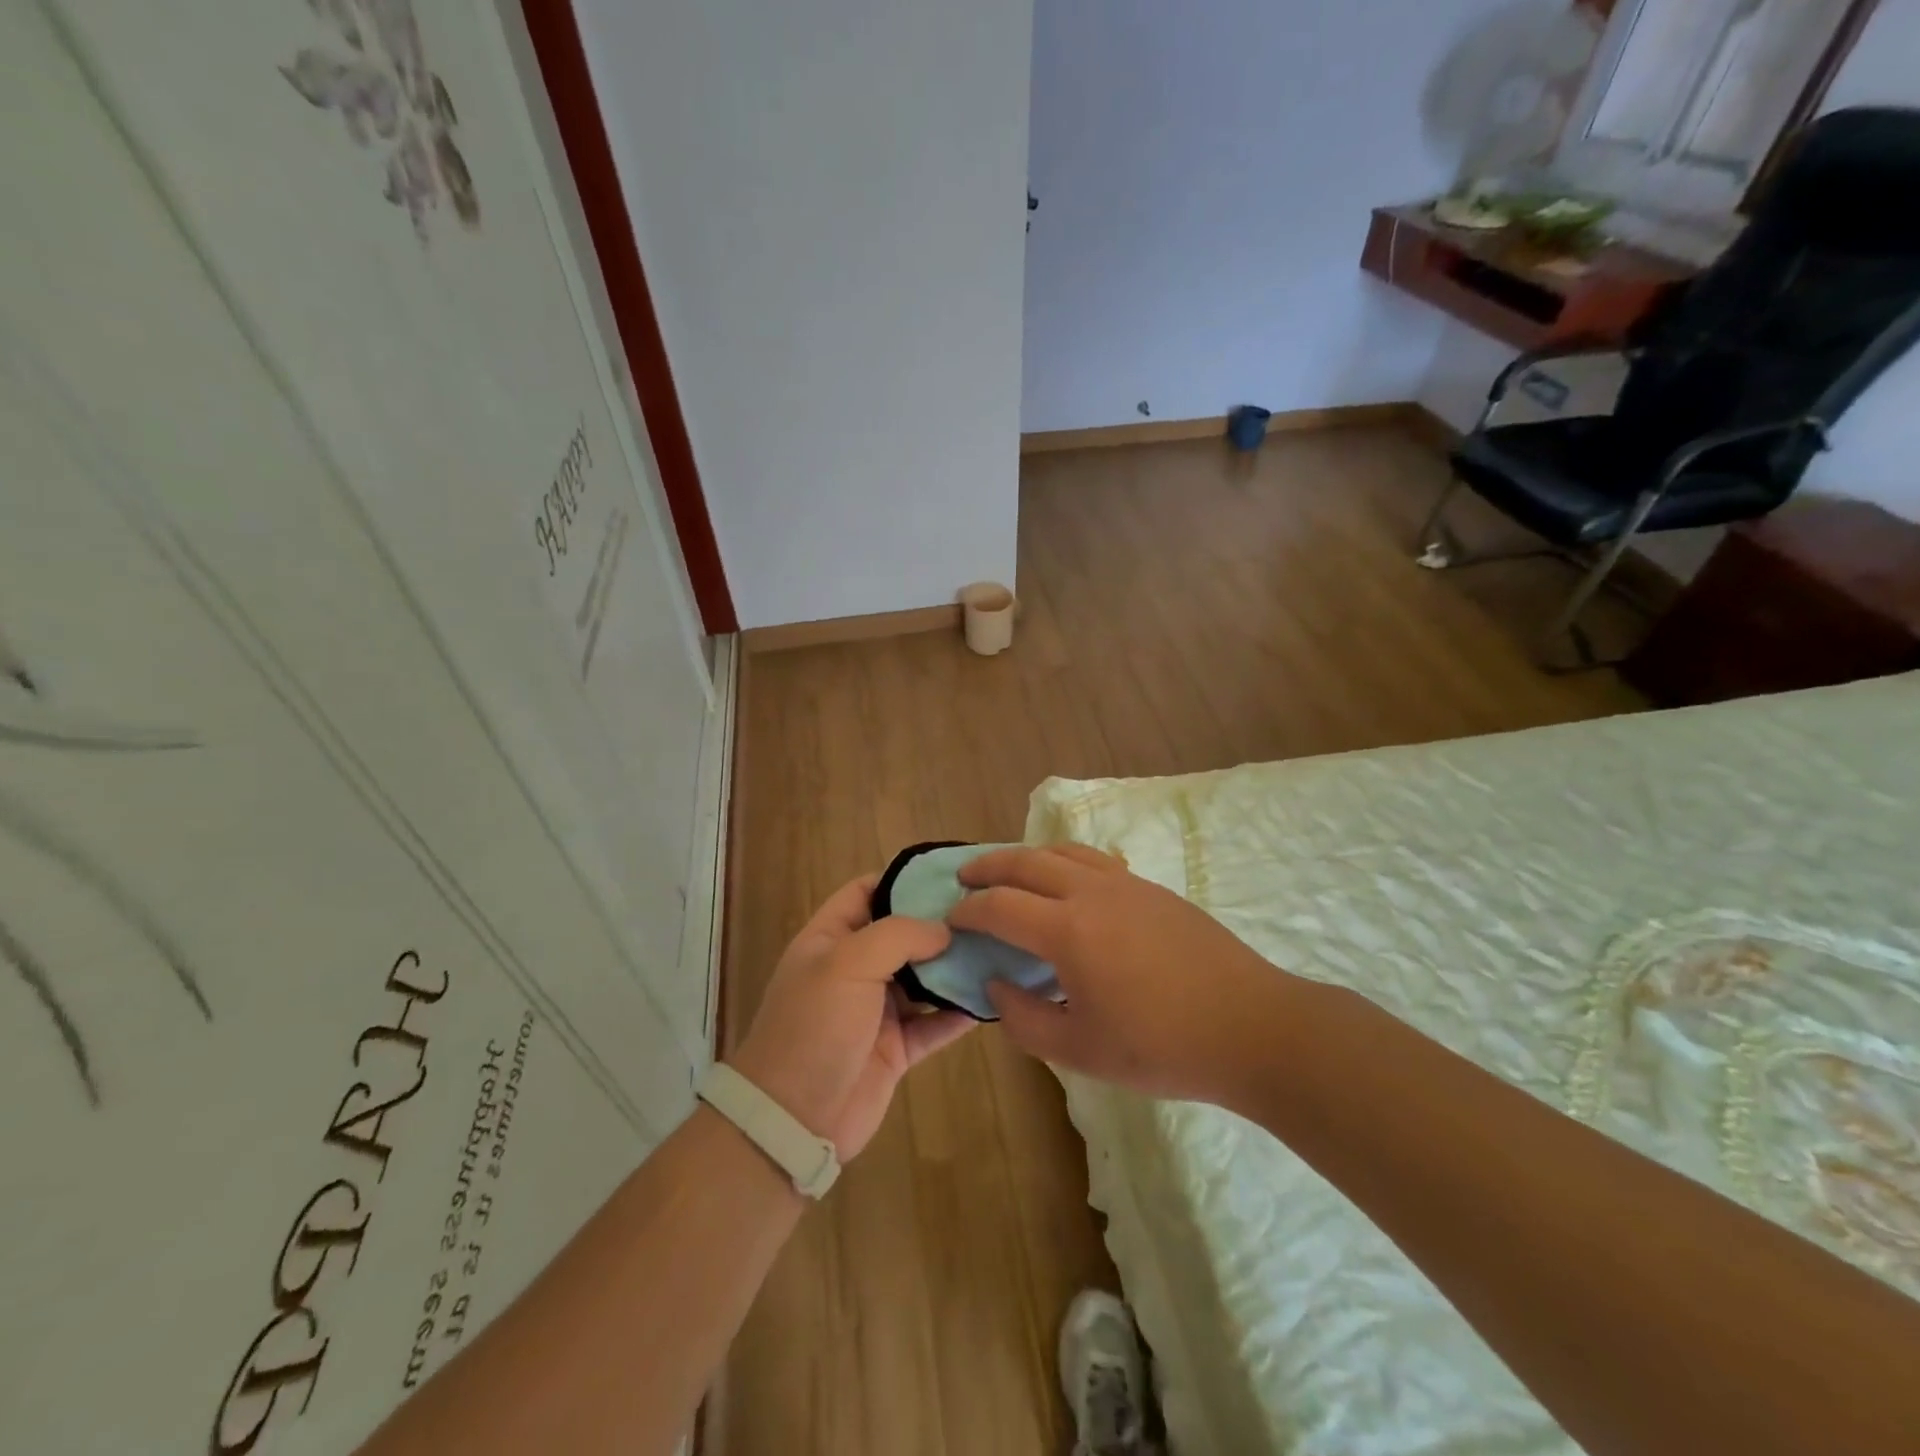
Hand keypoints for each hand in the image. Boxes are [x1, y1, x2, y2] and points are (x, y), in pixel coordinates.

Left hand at [731, 875, 974, 1159]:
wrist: (794, 1119)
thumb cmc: (814, 1026)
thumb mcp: (848, 963)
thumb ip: (898, 935)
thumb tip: (944, 929)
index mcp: (830, 939)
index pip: (866, 891)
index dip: (902, 879)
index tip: (949, 874)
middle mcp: (854, 969)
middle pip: (902, 934)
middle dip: (940, 922)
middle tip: (988, 910)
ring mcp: (876, 1010)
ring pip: (924, 978)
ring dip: (955, 966)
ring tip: (999, 947)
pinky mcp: (897, 1049)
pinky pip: (935, 1023)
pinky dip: (960, 1012)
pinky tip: (992, 998)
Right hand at [951, 844, 1286, 1101]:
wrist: (1252, 1027)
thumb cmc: (1162, 1046)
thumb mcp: (1080, 1051)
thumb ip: (1025, 1019)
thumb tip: (998, 985)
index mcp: (1068, 931)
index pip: (1000, 906)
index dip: (968, 911)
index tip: (951, 919)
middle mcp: (1091, 893)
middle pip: (1026, 861)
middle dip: (988, 866)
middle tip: (964, 876)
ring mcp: (1126, 884)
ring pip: (1063, 852)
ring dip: (1027, 856)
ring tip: (1010, 872)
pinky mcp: (1153, 889)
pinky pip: (1095, 860)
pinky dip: (1064, 861)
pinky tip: (1068, 885)